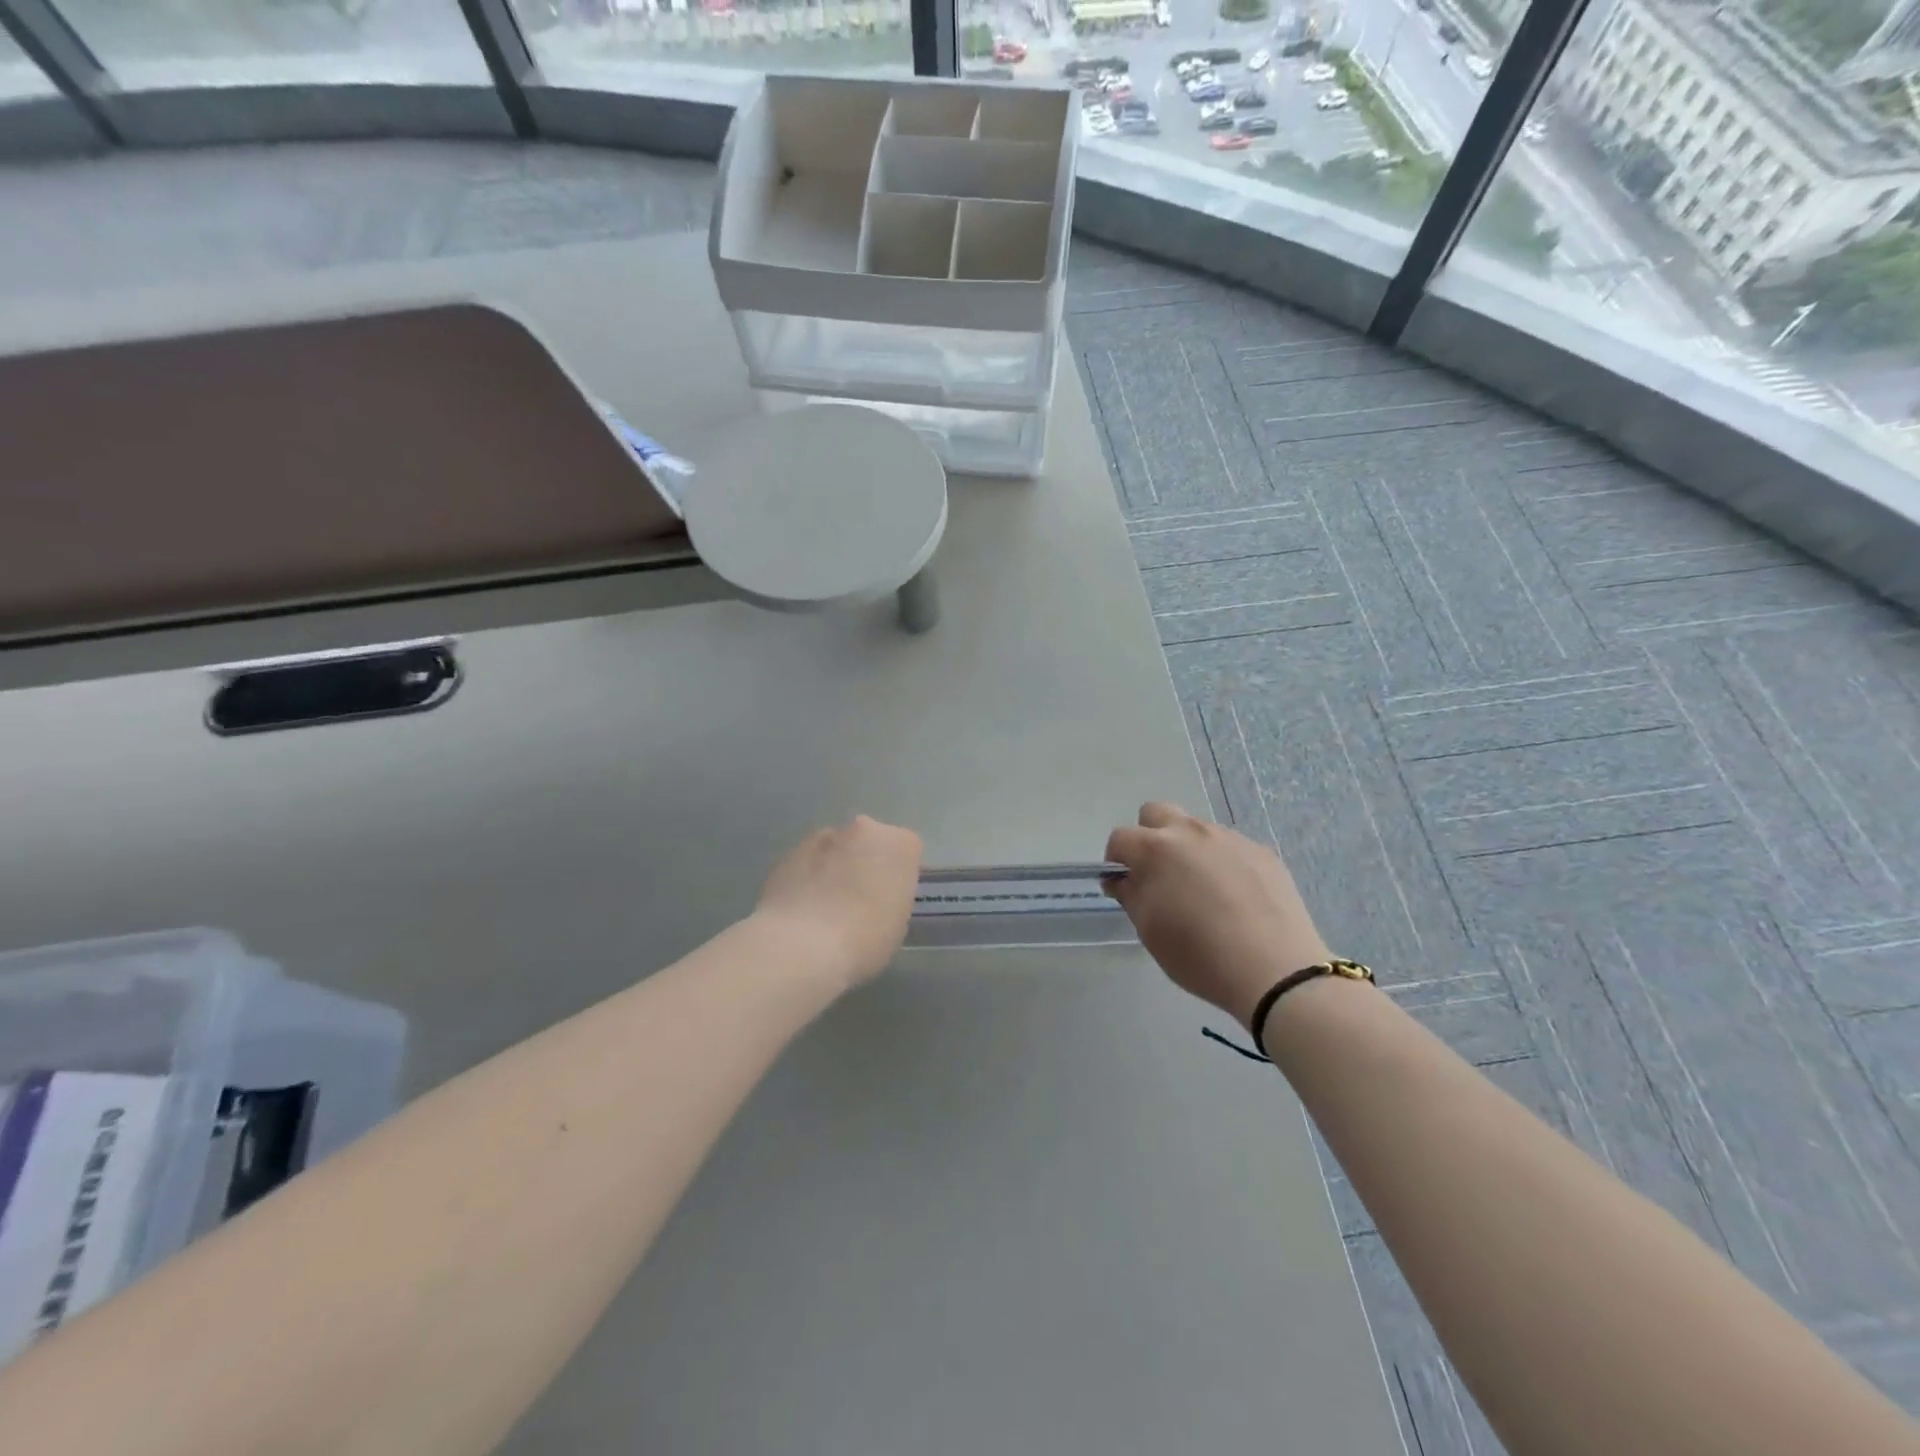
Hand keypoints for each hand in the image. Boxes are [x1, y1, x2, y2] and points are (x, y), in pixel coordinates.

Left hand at [754, 816, 923, 989]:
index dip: (897, 876)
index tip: (889, 900)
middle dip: (864, 864)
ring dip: (833, 869)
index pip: (907, 851)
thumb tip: (874, 897)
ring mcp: (822, 837)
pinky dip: (806, 879)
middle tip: (858, 901)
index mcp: (900, 844)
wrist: (801, 946)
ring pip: (835, 850)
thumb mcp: (897, 924)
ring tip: (824, 909)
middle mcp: (863, 829)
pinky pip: (806, 864)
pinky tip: (801, 911)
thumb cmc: (864, 939)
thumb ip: (891, 897)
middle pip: (869, 842)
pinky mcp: (788, 852)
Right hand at [1104, 802, 1330, 1028]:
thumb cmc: (1199, 954)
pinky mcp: (1262, 852)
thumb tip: (1121, 878)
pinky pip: (1230, 847)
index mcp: (1157, 849)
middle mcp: (1192, 832)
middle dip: (1149, 837)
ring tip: (1204, 892)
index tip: (1126, 885)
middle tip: (1160, 875)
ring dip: (1189, 850)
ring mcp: (1230, 838)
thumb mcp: (1150, 930)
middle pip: (1157, 813)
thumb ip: (1130, 894)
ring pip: (1196, 830)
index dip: (1117, 860)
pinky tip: (1236, 899)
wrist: (1276, 971)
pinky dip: (1223, 864)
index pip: (1121, 837)